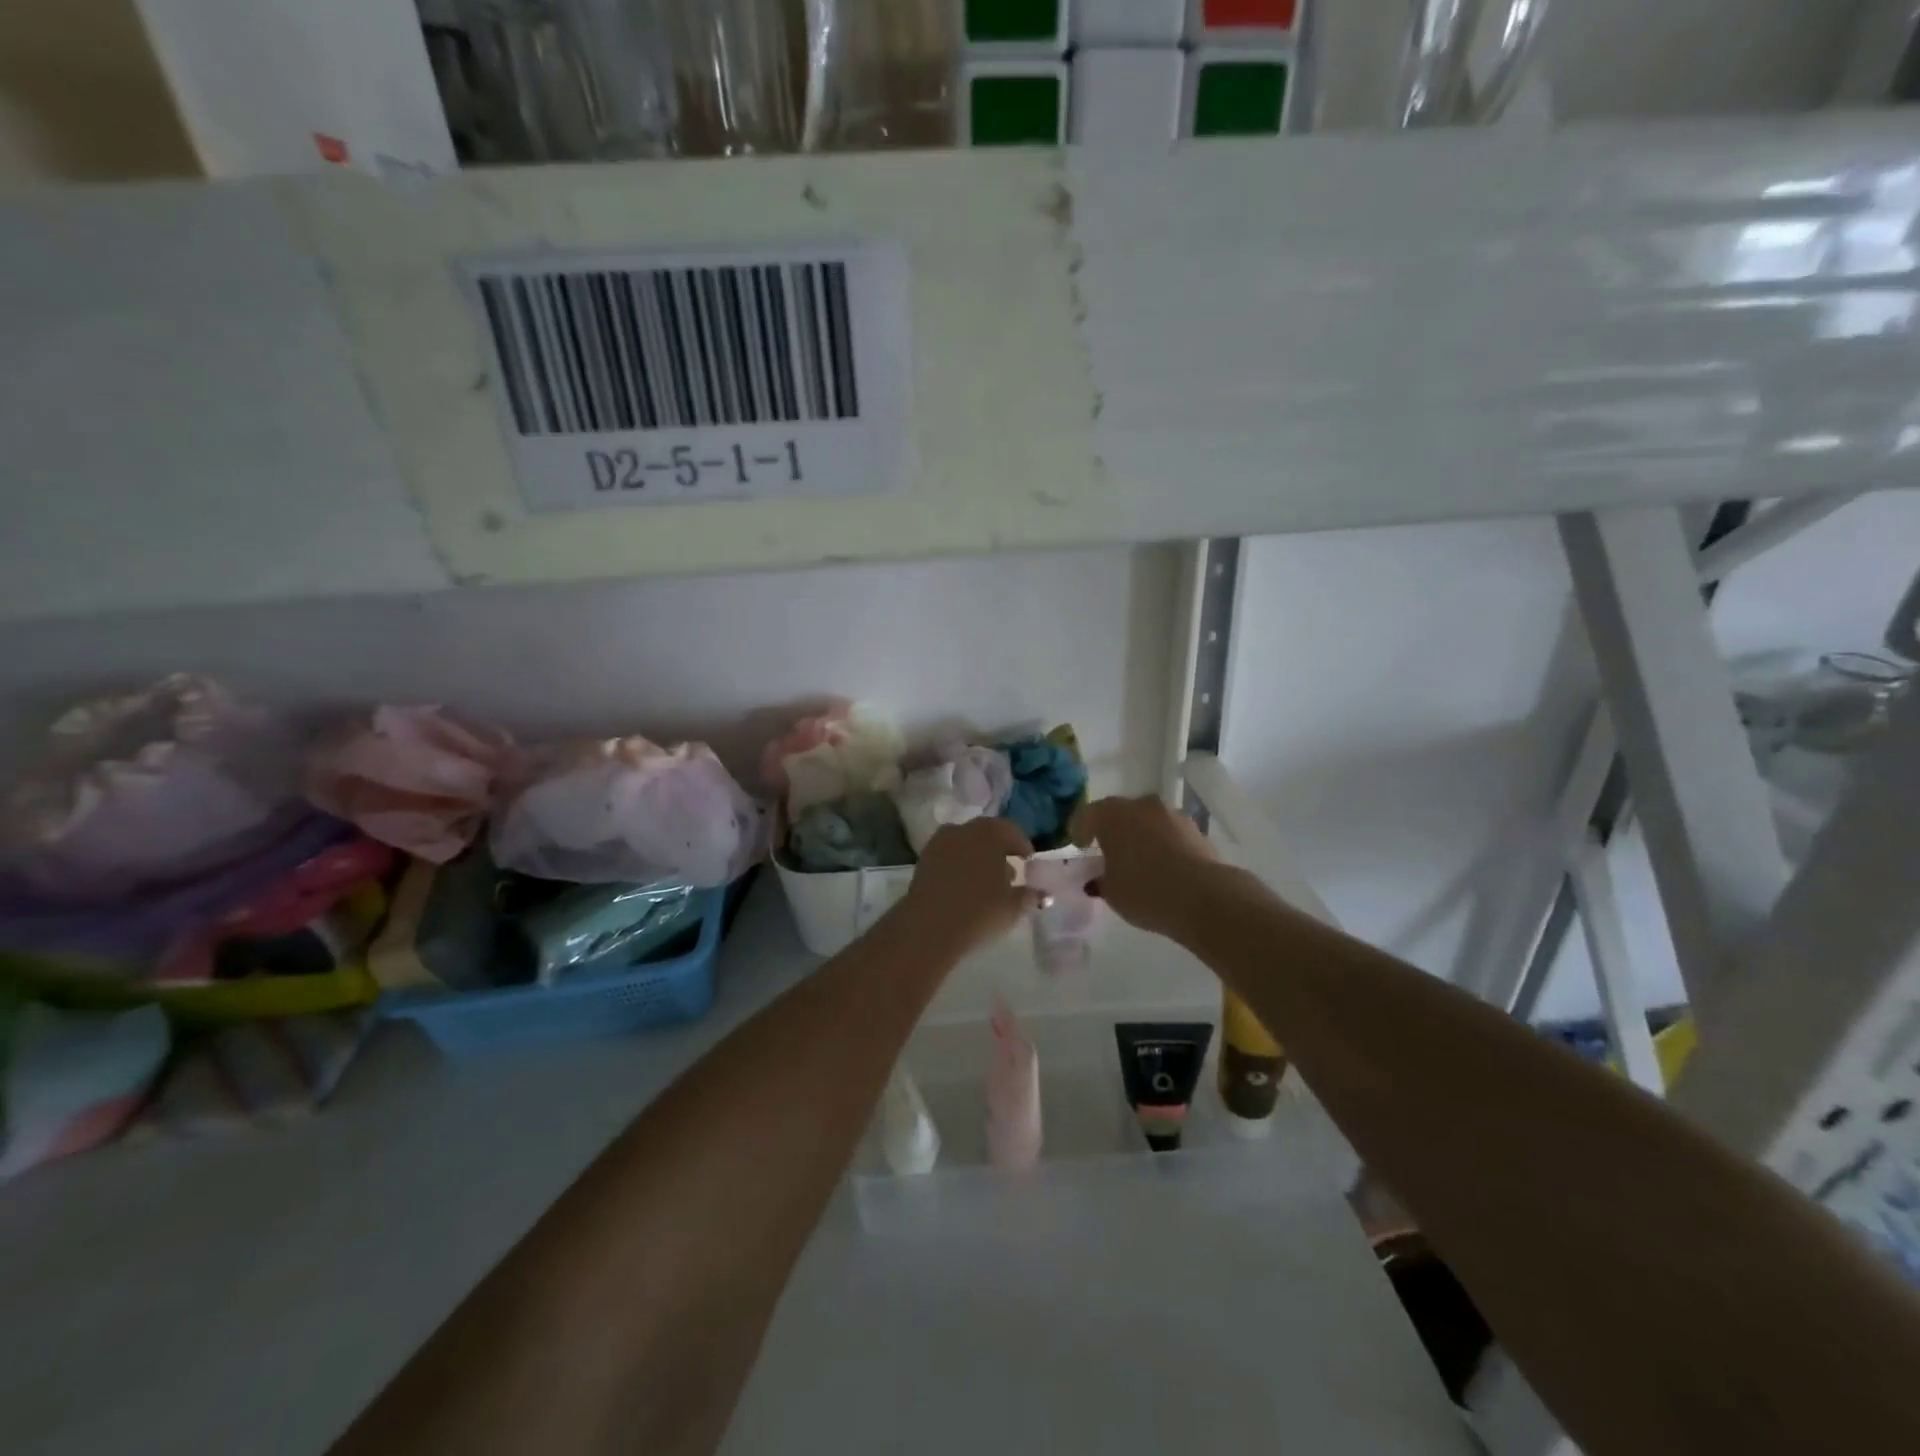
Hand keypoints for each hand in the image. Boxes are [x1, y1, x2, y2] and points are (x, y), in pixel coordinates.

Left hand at [900, 818, 1035, 955]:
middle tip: (1009, 871)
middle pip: (985, 834)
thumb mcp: (1012, 906)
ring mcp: (939, 843)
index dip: (1021, 845)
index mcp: (988, 833)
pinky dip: (958, 866)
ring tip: (986, 882)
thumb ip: (1029, 896)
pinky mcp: (922, 861)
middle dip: (998, 850)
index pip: (1010, 830)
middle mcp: (962, 830)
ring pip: (964, 844)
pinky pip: (948, 857)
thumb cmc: (979, 911)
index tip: (1028, 861)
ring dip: (977, 857)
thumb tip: (1043, 895)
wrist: (928, 927)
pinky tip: (964, 887)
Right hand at [1070, 795, 1218, 940]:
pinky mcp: (1195, 829)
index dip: (1080, 829)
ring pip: (1147, 821)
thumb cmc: (1145, 891)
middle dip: (1112, 831)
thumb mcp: (1111, 893)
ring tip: (1139, 862)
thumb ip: (1100, 880)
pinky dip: (1162, 844)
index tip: (1079, 846)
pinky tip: (1163, 866)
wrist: (1204, 896)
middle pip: (1119, 813)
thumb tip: (1098, 877)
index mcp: (1112, 814)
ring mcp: (1172, 814)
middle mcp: (1141, 805)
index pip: (1088, 814)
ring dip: (1140, 835)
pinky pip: (1168, 833)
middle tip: (1108, 853)